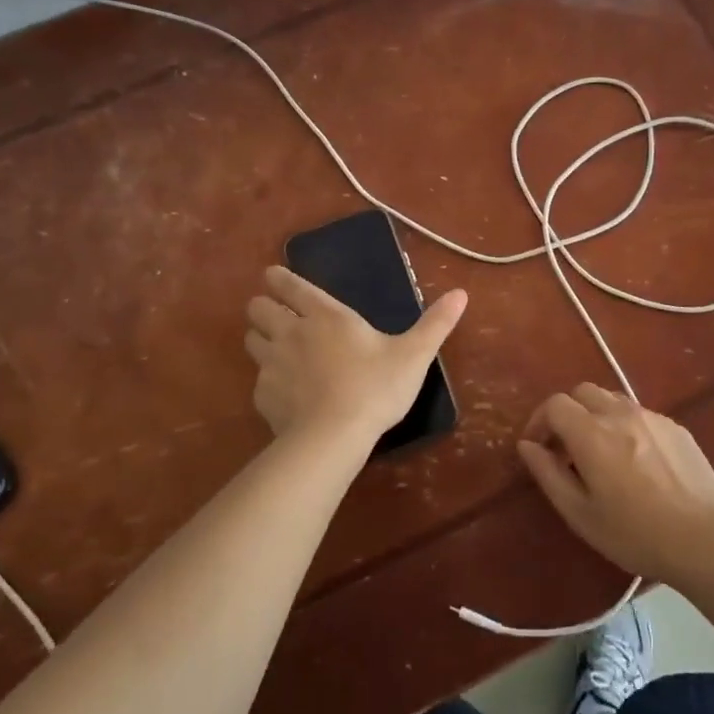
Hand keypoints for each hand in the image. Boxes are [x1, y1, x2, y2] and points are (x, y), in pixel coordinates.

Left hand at [244, 264, 466, 442]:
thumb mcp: (414, 354)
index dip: (279, 278)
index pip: (291, 286)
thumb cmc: (376, 388)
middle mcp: (292, 332)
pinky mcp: (263, 396)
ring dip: (260, 339)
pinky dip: (267, 380)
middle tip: (274, 313)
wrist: (334, 437)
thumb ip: (436, 324)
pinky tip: (284, 392)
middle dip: (263, 306)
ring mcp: (272, 365)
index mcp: (326, 316)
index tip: (272, 276)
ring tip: (274, 348)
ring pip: (251, 340)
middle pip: (259, 308)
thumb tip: (461, 293)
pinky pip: (258, 379)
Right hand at [517, 383, 713, 586]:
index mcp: (592, 433)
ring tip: (600, 454)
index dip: (539, 421)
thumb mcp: (580, 513)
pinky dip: (625, 428)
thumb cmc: (635, 534)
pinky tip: (637, 464)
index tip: (537, 447)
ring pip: (613, 400)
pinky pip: (640, 416)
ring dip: (597, 417)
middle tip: (566, 449)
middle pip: (583, 392)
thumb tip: (527, 445)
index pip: (555, 404)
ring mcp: (652, 418)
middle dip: (567, 413)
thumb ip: (548, 474)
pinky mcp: (677, 428)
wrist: (707, 540)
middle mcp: (620, 414)